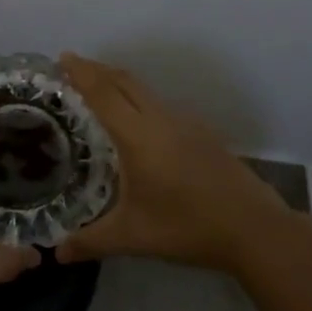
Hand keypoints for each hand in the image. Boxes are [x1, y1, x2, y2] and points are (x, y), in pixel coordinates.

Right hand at [55, 53, 289, 271]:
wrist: (253, 228)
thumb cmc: (187, 227)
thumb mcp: (133, 236)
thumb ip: (91, 241)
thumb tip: (58, 254)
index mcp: (138, 135)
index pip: (103, 93)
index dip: (82, 72)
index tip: (63, 56)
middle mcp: (160, 119)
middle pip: (124, 81)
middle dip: (97, 69)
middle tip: (74, 66)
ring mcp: (185, 123)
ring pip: (145, 91)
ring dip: (120, 82)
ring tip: (100, 88)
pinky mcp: (202, 133)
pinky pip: (161, 104)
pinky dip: (140, 99)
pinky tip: (140, 121)